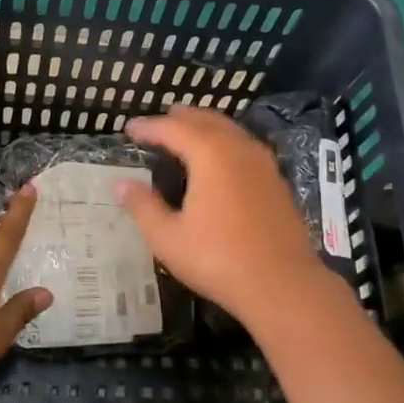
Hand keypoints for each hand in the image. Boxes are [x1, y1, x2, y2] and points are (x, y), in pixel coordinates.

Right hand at [114, 106, 327, 325]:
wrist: (283, 285)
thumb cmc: (218, 259)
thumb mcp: (168, 237)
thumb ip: (143, 206)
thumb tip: (120, 183)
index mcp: (210, 154)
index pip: (173, 129)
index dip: (149, 127)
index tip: (129, 129)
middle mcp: (239, 149)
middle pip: (206, 121)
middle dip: (181, 118)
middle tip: (160, 121)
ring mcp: (263, 164)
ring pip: (230, 131)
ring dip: (206, 126)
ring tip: (188, 131)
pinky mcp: (277, 182)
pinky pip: (245, 146)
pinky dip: (226, 142)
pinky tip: (221, 159)